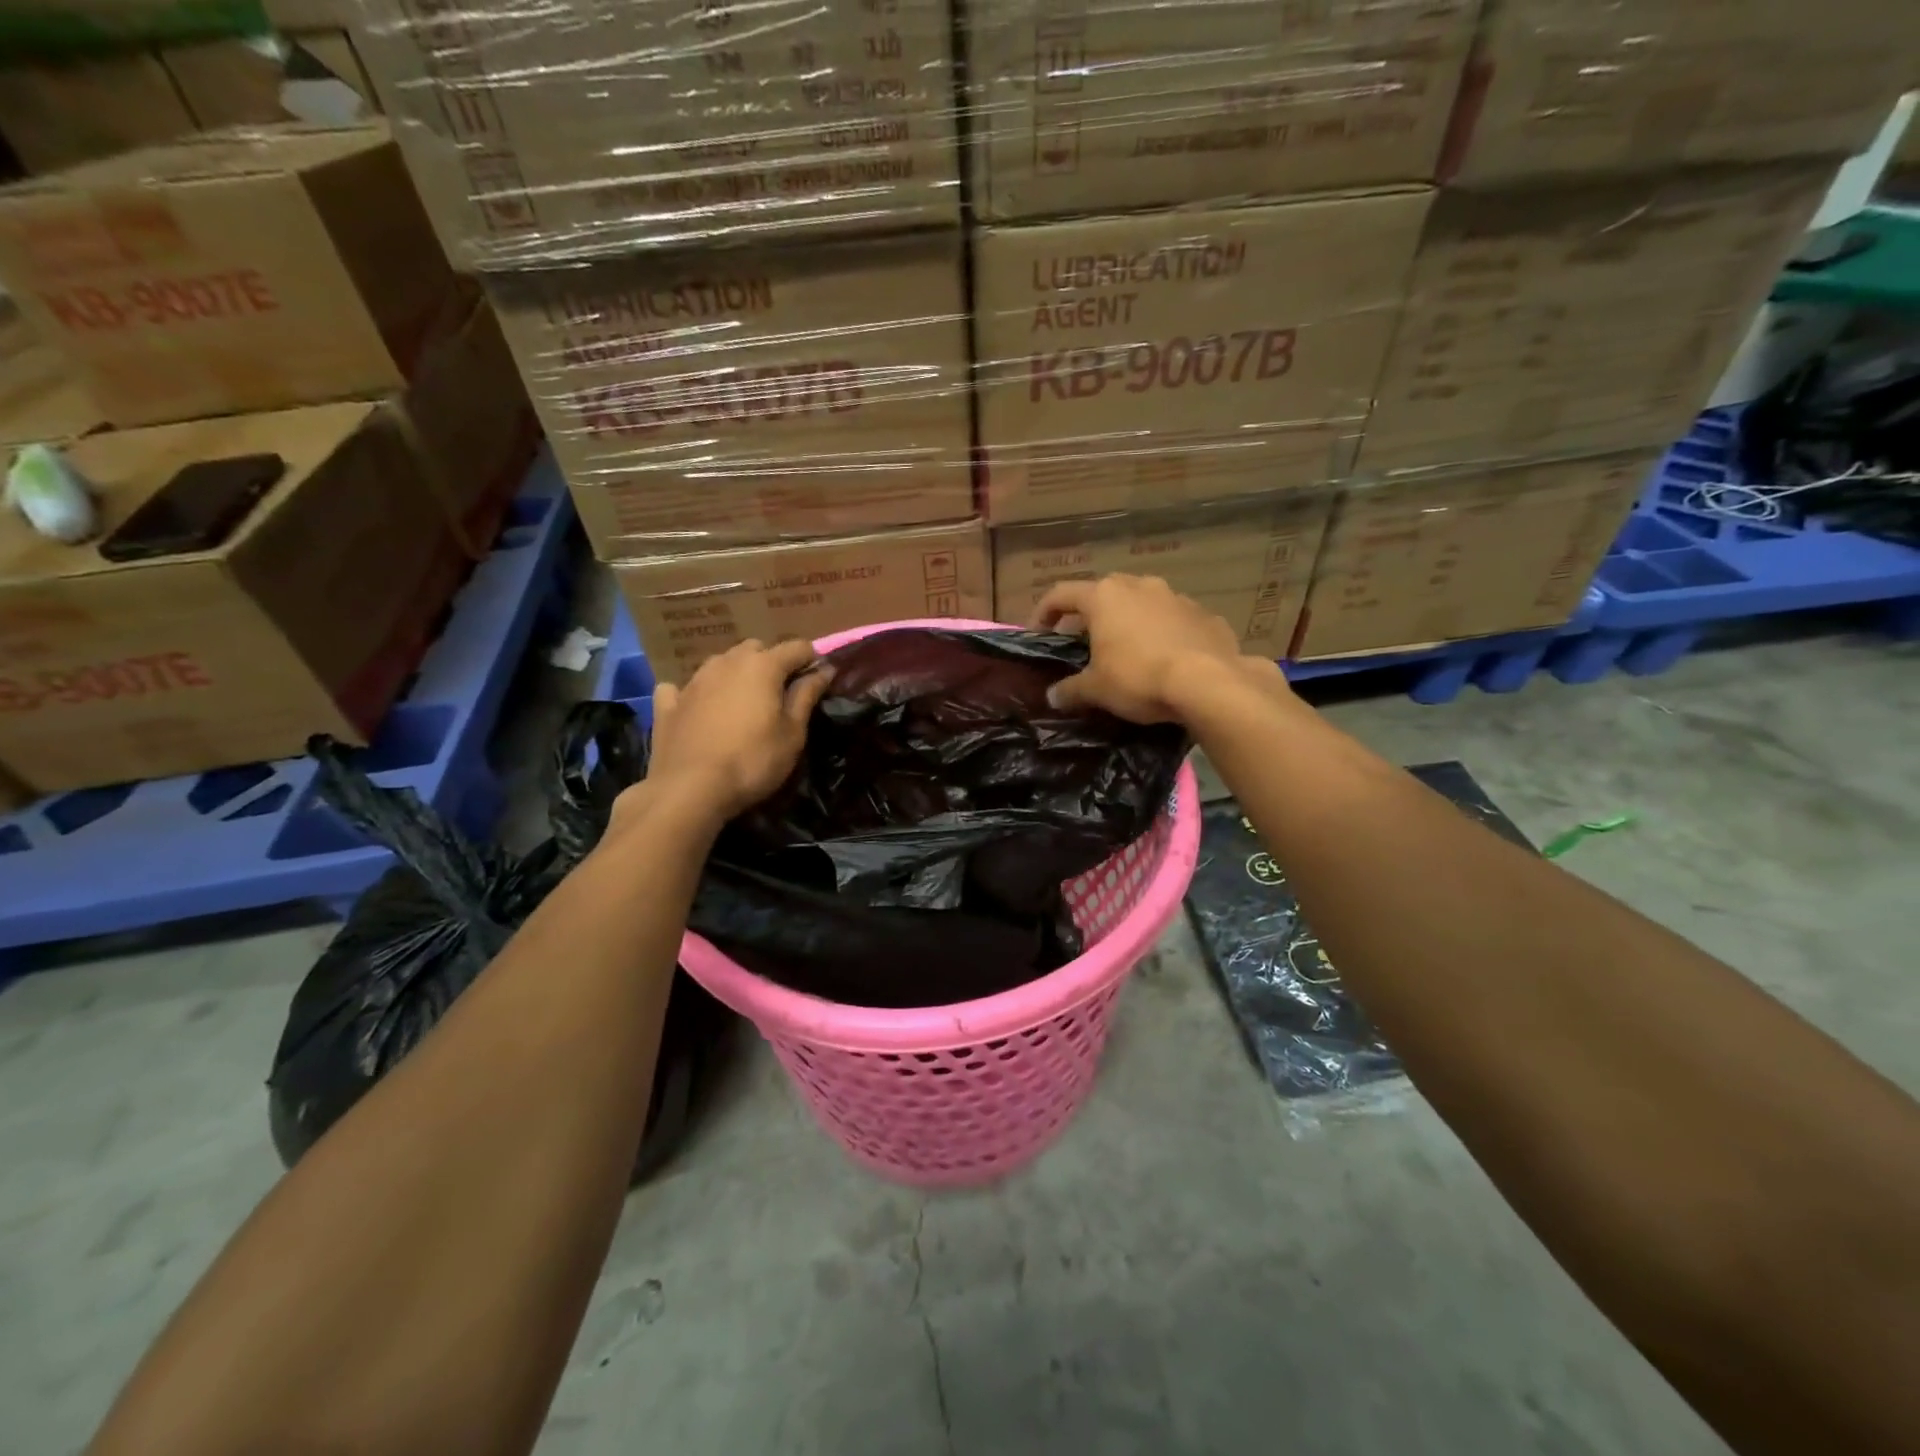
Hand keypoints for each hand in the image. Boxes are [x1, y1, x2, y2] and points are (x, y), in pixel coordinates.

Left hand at [642, 639, 834, 818]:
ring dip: (735, 674)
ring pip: (721, 663)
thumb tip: (824, 669)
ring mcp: (693, 681)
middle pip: (756, 649)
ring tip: (743, 702)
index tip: (820, 679)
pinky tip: (697, 708)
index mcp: (762, 666)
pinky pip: (682, 687)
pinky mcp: (668, 704)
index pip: (796, 647)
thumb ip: (807, 696)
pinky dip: (694, 694)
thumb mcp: (793, 733)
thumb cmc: (753, 761)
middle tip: (780, 693)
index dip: (812, 659)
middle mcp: (726, 662)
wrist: (689, 789)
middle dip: (771, 663)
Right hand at [1031, 574, 1273, 724]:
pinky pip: (1174, 621)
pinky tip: (1164, 659)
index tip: (1038, 633)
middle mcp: (1139, 586)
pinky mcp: (1205, 614)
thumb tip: (1053, 696)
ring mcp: (1176, 597)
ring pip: (1142, 603)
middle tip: (1082, 643)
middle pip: (1103, 594)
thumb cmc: (1139, 677)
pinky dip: (1162, 634)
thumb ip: (1070, 690)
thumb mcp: (1096, 689)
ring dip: (1129, 622)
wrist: (1209, 682)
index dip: (1044, 612)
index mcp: (1104, 597)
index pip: (1061, 594)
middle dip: (1090, 616)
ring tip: (1126, 651)